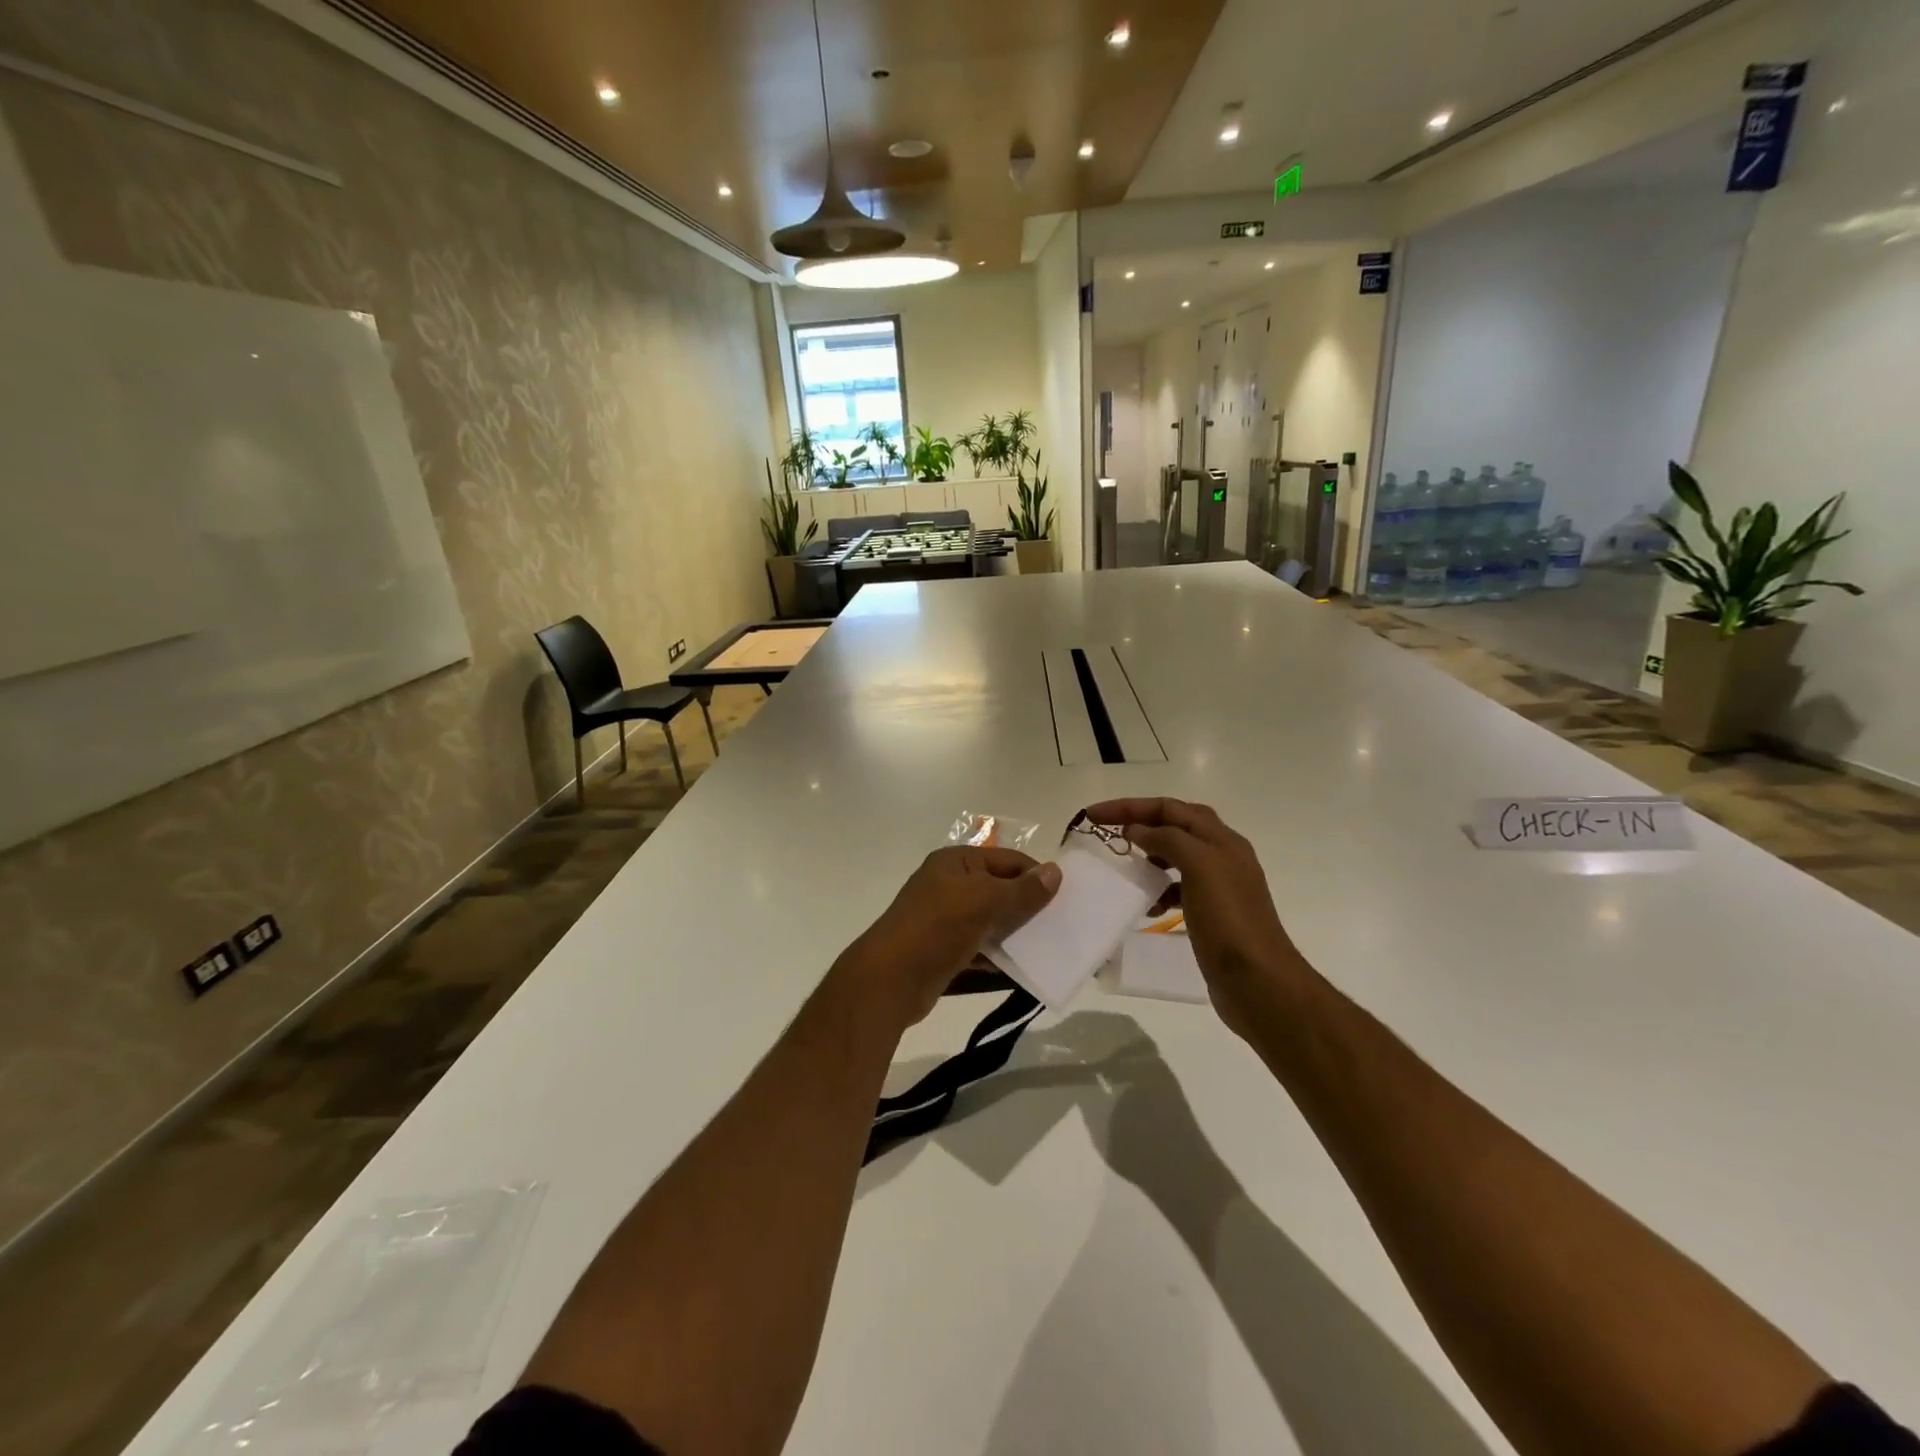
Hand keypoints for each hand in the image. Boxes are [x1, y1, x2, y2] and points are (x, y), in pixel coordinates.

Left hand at [840, 847, 1060, 1026]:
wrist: (891, 979)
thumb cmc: (938, 927)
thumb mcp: (985, 901)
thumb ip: (1023, 890)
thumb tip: (1056, 872)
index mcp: (955, 861)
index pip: (1007, 860)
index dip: (1035, 876)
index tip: (1065, 898)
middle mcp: (949, 884)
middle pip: (1000, 889)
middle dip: (1028, 907)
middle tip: (1061, 925)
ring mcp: (945, 918)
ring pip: (991, 921)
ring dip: (1016, 934)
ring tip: (1049, 949)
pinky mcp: (945, 950)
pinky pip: (980, 947)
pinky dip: (999, 956)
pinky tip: (1022, 970)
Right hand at [1082, 798, 1306, 1037]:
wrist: (1258, 982)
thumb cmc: (1228, 920)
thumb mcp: (1200, 867)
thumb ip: (1168, 840)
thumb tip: (1137, 830)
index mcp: (1222, 840)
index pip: (1170, 808)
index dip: (1130, 806)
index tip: (1093, 815)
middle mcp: (1222, 857)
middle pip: (1176, 827)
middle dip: (1141, 824)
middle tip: (1108, 833)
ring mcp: (1218, 887)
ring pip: (1176, 858)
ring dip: (1150, 856)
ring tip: (1125, 867)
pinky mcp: (1211, 914)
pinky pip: (1178, 890)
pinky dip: (1159, 890)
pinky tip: (1147, 905)